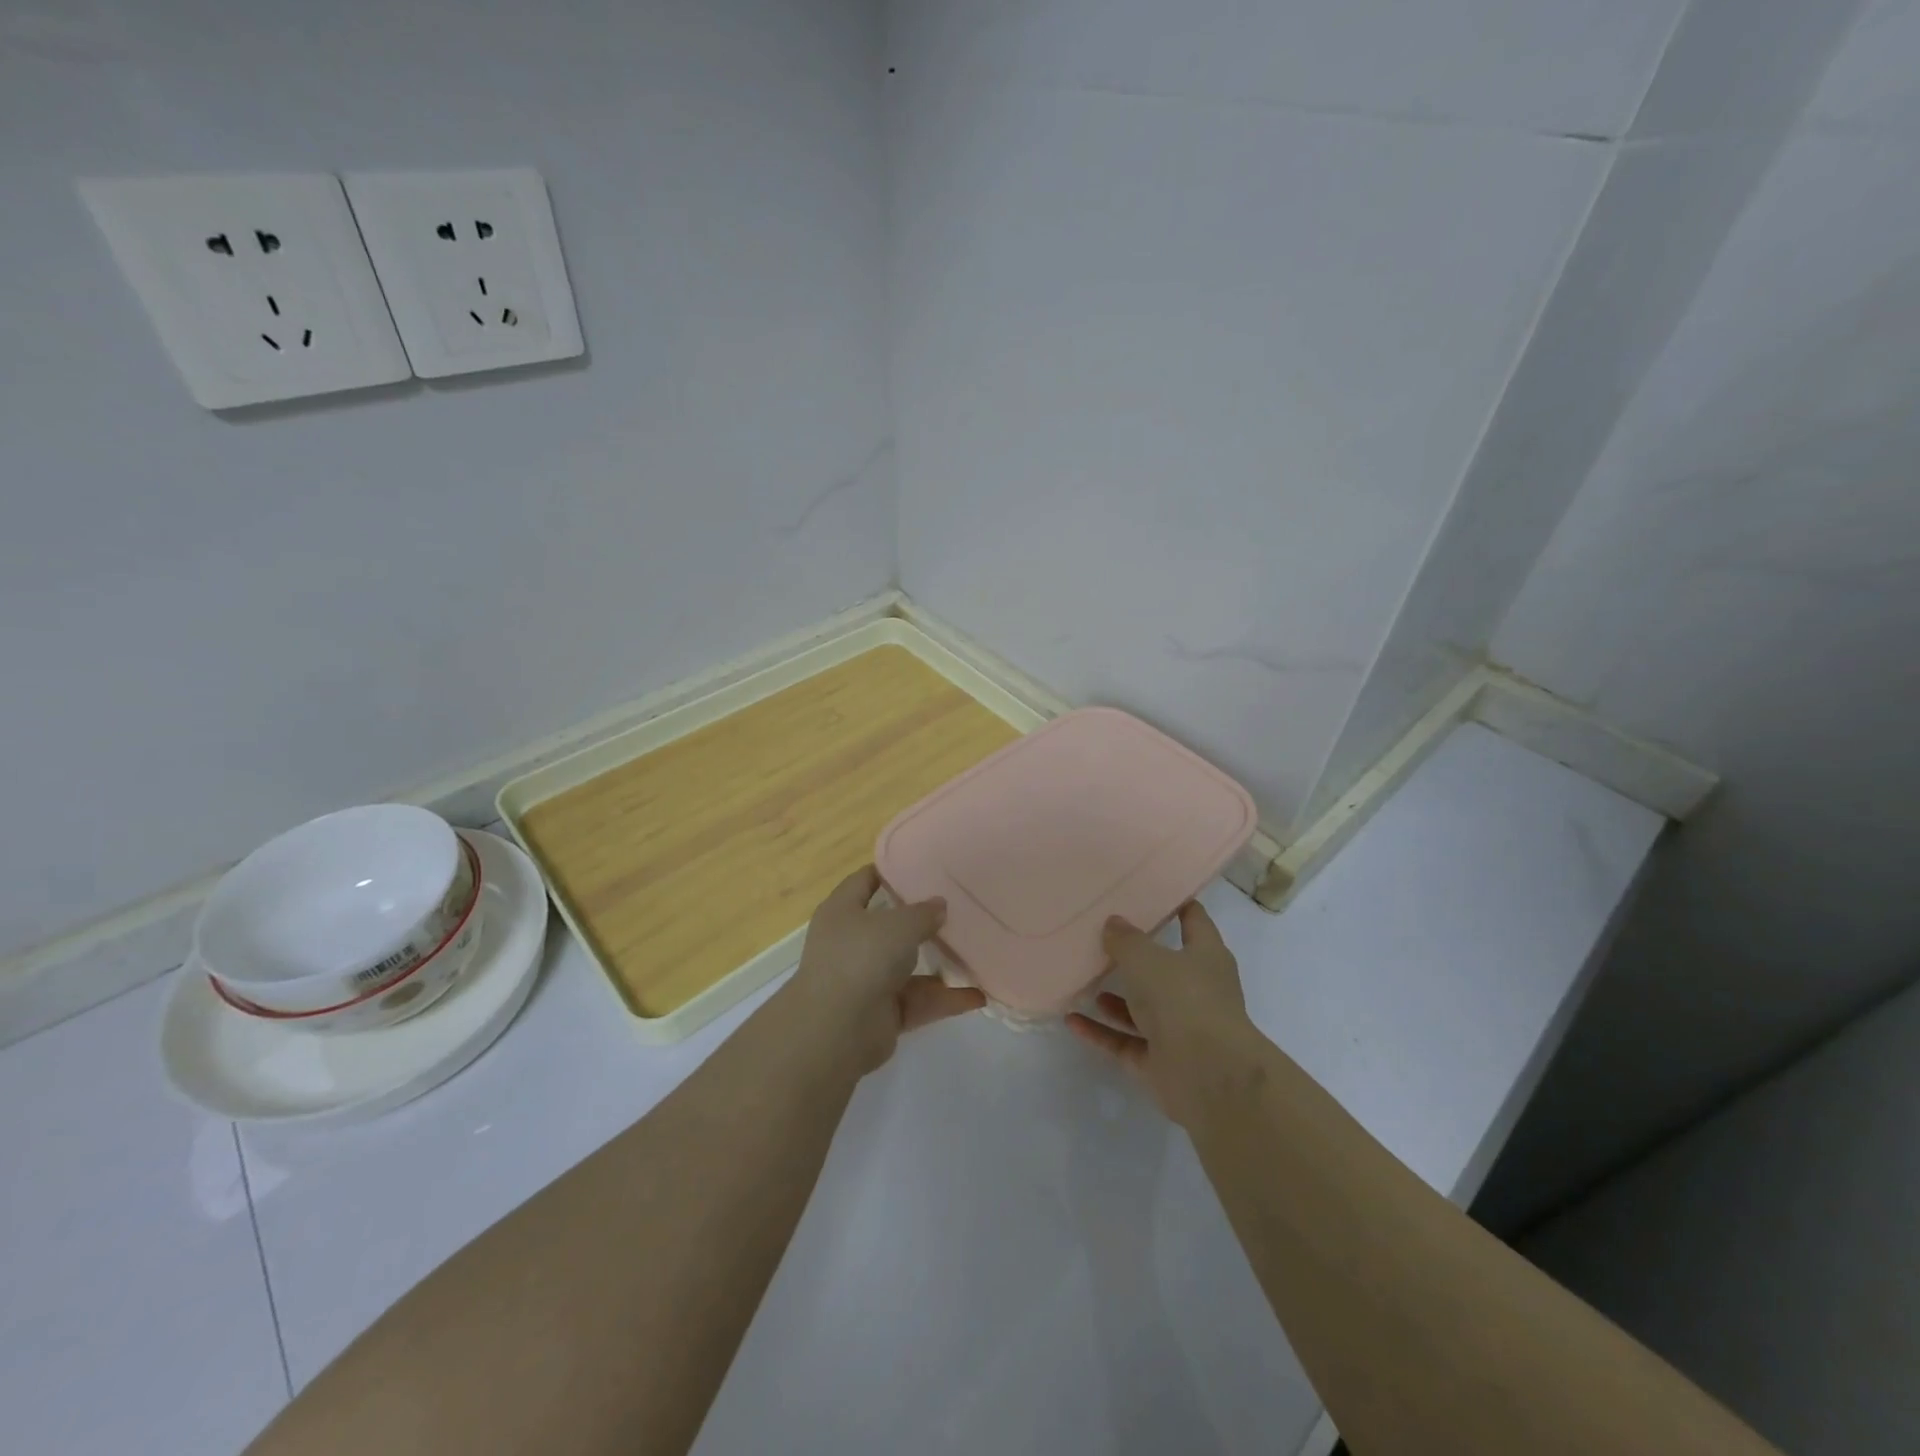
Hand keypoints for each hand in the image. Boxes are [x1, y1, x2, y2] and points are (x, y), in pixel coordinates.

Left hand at [785, 865, 983, 1074]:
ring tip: (977, 951)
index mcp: (842, 912)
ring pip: (909, 966)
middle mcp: (851, 943)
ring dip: (940, 963)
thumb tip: (939, 905)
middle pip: (890, 926)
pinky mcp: (883, 1013)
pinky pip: (920, 1000)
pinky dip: (945, 999)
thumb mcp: (899, 925)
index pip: (864, 881)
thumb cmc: (861, 959)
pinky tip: (978, 995)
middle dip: (922, 920)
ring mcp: (867, 980)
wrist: (836, 1031)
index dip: (889, 871)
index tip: (921, 865)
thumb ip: (923, 913)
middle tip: (959, 907)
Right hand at [1066, 901, 1253, 1125]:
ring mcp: (1179, 1029)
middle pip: (1164, 966)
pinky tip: (1071, 1020)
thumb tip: (1114, 923)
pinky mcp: (1160, 1062)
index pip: (1194, 920)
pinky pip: (1124, 1041)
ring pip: (1142, 1007)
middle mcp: (1196, 991)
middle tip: (1100, 933)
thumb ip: (1126, 940)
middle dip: (1136, 954)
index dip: (1176, 903)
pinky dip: (1100, 1031)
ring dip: (1115, 997)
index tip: (1148, 889)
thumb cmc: (1184, 1000)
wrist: (1208, 1076)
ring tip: (1082, 977)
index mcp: (1206, 957)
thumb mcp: (1147, 958)